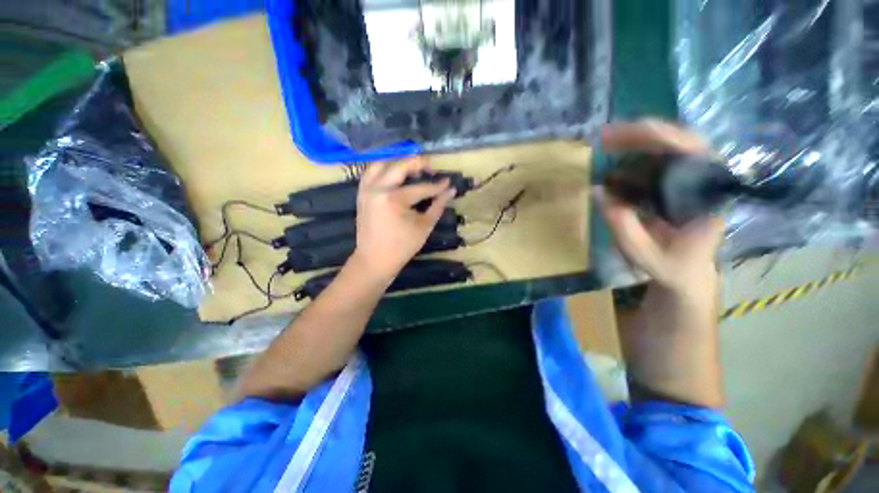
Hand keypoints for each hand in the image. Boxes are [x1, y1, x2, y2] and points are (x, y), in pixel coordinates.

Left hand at [349, 156, 455, 281]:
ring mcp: (366, 190)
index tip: (448, 182)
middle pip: (400, 166)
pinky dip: (383, 169)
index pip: (421, 188)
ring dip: (398, 163)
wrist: (375, 260)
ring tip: (412, 170)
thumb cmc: (402, 247)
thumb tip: (451, 191)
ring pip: (382, 164)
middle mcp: (377, 188)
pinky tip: (394, 175)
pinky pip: (371, 173)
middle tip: (431, 169)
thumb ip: (438, 206)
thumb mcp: (424, 226)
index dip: (437, 186)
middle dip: (418, 164)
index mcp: (394, 199)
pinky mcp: (361, 194)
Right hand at [597, 120, 724, 298]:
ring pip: (671, 147)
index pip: (693, 151)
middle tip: (604, 136)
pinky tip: (617, 157)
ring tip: (606, 142)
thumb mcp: (645, 255)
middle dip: (642, 133)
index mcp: (709, 198)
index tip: (623, 137)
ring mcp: (692, 182)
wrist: (686, 275)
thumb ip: (623, 227)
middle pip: (681, 141)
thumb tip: (597, 191)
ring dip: (638, 140)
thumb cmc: (672, 268)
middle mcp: (705, 182)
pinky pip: (661, 160)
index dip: (660, 138)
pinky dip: (637, 154)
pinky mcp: (678, 186)